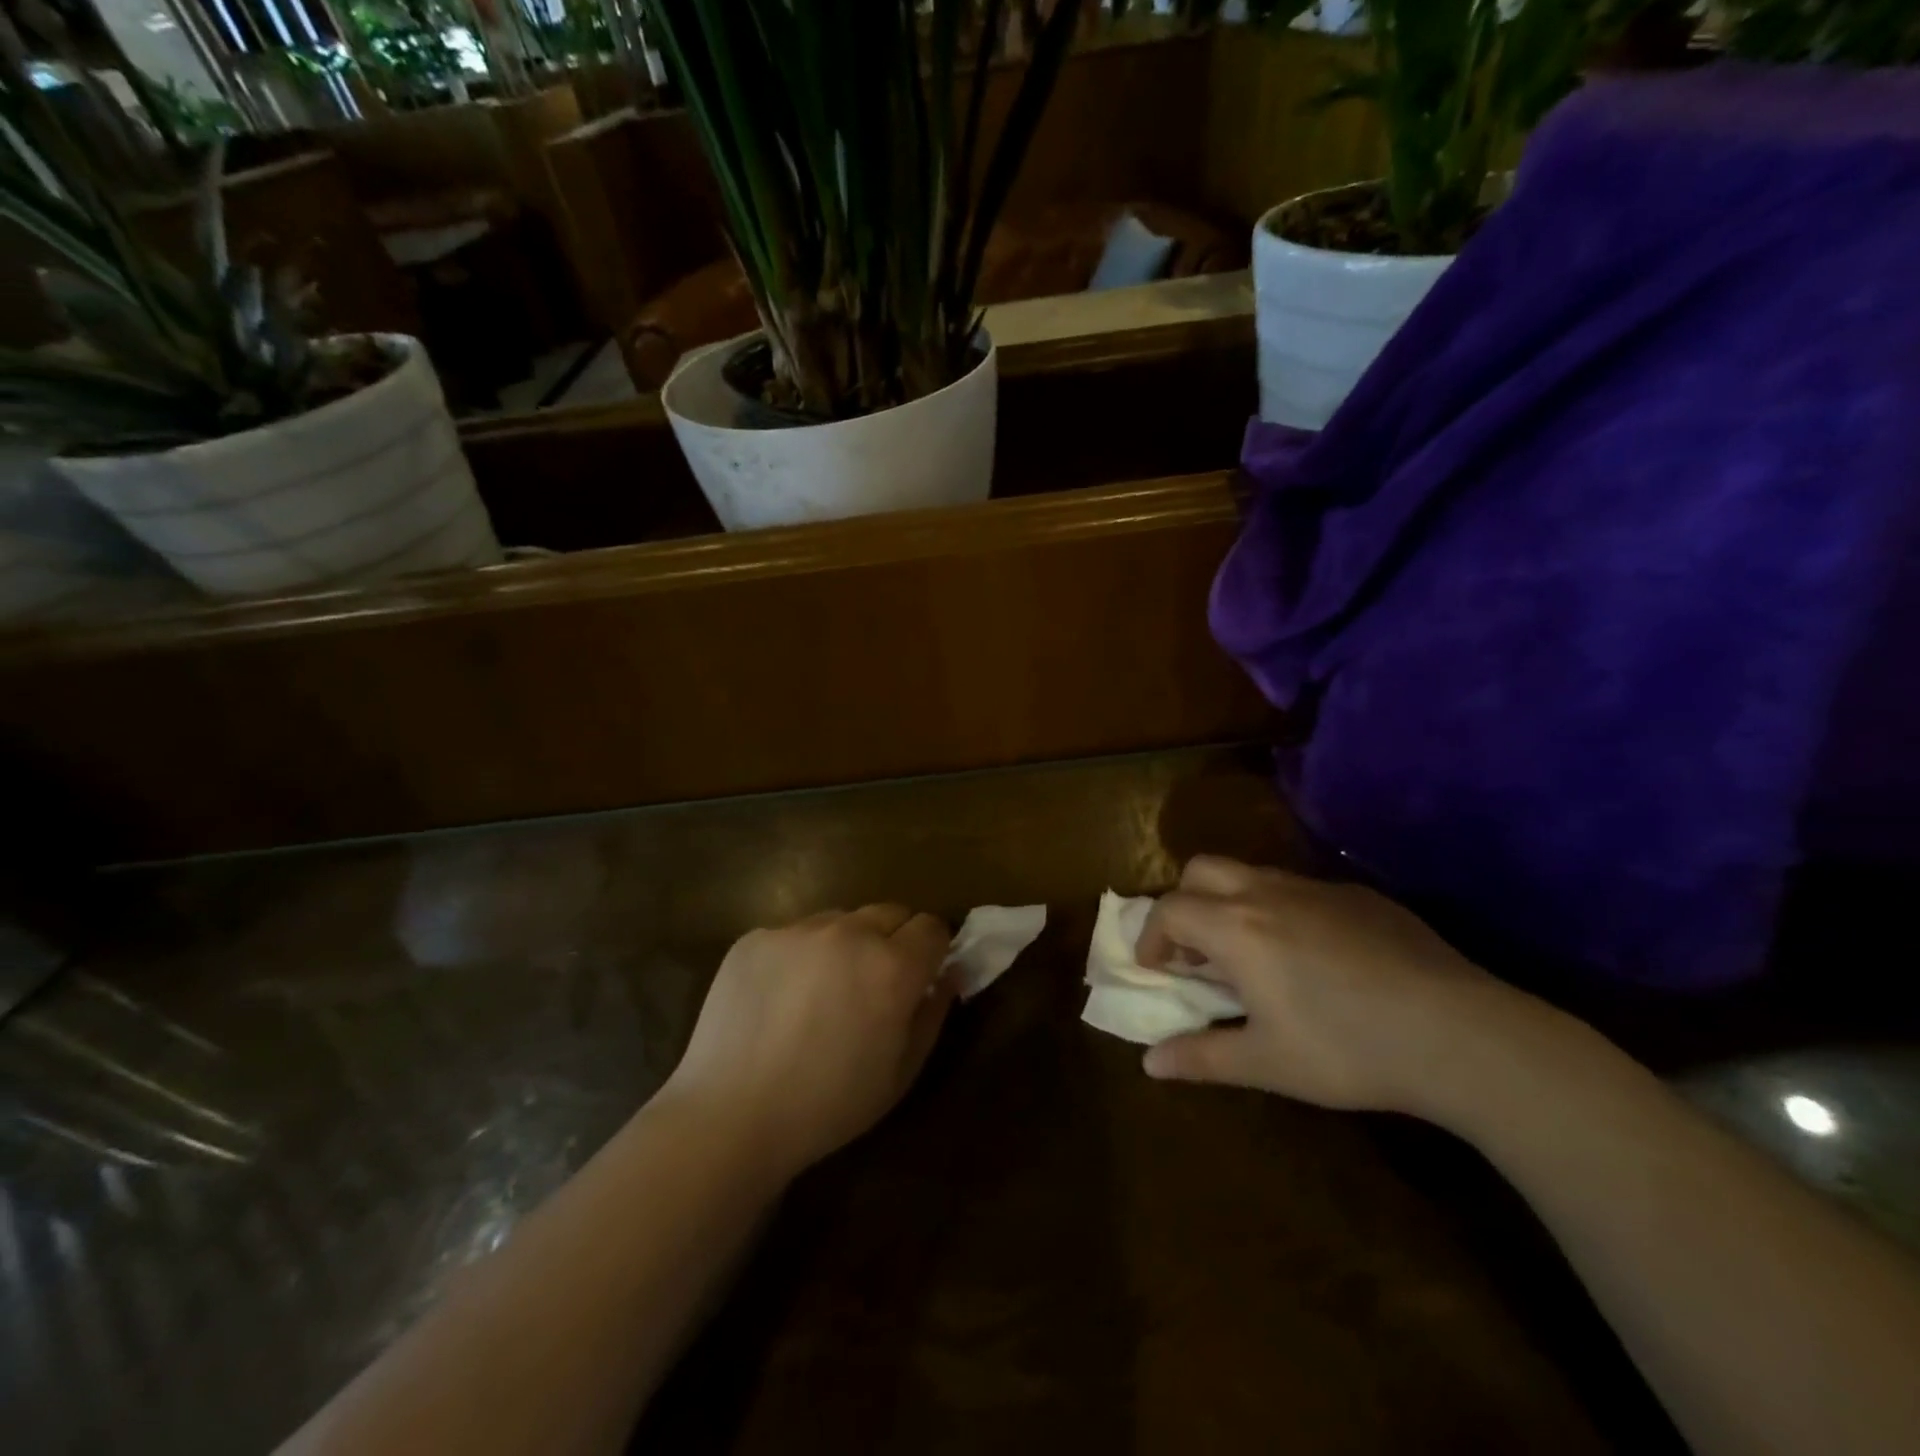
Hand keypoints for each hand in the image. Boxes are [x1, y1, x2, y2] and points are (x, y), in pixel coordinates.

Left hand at [659, 906, 956, 1179]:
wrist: (729, 1116)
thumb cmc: (828, 1106)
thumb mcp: (900, 1073)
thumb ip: (933, 1014)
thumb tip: (949, 974)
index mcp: (891, 966)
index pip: (932, 926)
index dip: (932, 950)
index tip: (922, 975)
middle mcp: (848, 933)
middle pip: (890, 912)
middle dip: (893, 940)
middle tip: (873, 984)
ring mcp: (797, 930)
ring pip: (840, 921)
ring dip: (845, 944)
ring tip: (821, 992)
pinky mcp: (756, 937)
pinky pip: (794, 934)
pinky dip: (799, 956)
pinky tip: (778, 999)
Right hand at [1135, 856, 1539, 1116]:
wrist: (1459, 1033)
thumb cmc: (1347, 1049)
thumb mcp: (1266, 1063)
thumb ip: (1201, 1057)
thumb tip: (1150, 1064)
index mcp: (1235, 927)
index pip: (1169, 909)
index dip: (1151, 936)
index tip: (1156, 969)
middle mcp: (1267, 893)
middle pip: (1201, 869)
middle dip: (1185, 901)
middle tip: (1197, 950)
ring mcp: (1317, 888)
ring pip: (1252, 873)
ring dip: (1232, 902)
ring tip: (1252, 954)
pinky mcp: (1360, 896)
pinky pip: (1301, 889)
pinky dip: (1282, 909)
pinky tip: (1315, 957)